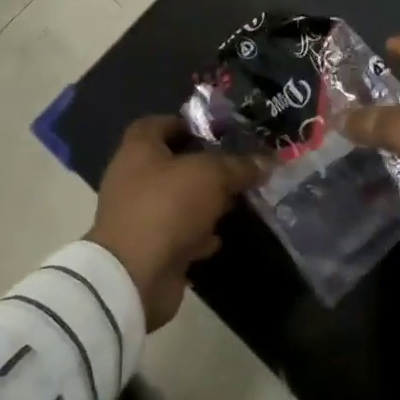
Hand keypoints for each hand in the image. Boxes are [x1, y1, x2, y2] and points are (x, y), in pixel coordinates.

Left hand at [87, 116, 265, 329]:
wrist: (134, 276)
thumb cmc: (167, 207)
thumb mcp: (210, 176)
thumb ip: (238, 166)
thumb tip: (266, 161)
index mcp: (138, 149)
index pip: (159, 124)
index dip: (186, 124)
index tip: (218, 133)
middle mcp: (132, 178)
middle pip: (172, 164)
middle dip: (204, 167)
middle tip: (237, 168)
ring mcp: (137, 215)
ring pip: (176, 200)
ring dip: (203, 203)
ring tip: (236, 202)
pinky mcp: (146, 248)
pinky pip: (176, 233)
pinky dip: (196, 235)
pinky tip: (219, 238)